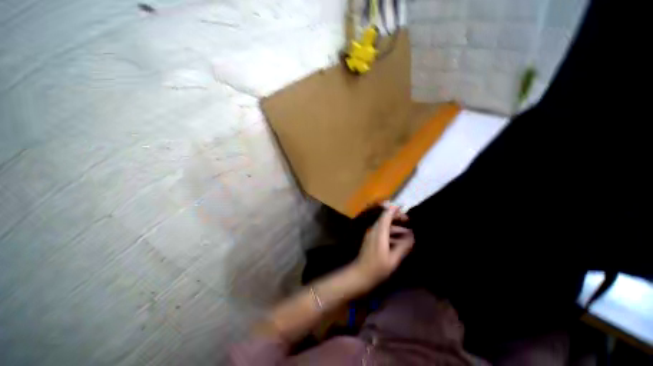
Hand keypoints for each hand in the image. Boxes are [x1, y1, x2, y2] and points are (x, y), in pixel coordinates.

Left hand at [353, 205, 413, 285]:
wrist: (360, 275)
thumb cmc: (377, 268)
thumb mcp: (393, 259)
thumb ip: (403, 247)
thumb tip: (412, 236)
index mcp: (379, 232)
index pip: (386, 215)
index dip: (394, 209)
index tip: (404, 207)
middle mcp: (374, 230)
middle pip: (385, 219)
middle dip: (397, 218)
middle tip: (409, 221)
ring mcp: (371, 235)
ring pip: (384, 227)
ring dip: (395, 228)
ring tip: (409, 233)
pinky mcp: (371, 240)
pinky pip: (382, 232)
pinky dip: (391, 234)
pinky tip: (400, 241)